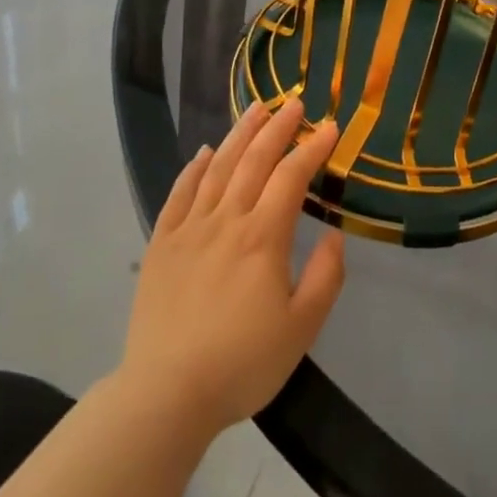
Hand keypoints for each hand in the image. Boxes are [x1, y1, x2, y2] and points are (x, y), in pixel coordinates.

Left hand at [119, 99, 346, 440]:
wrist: (166, 394)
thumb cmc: (242, 363)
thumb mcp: (302, 328)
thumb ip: (325, 277)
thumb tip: (334, 233)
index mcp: (263, 237)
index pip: (292, 177)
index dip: (313, 148)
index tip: (330, 127)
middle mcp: (226, 220)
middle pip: (254, 160)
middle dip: (278, 127)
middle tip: (295, 101)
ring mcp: (190, 229)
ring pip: (217, 167)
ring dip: (239, 134)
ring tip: (256, 109)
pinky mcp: (162, 244)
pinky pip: (179, 194)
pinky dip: (194, 168)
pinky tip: (205, 152)